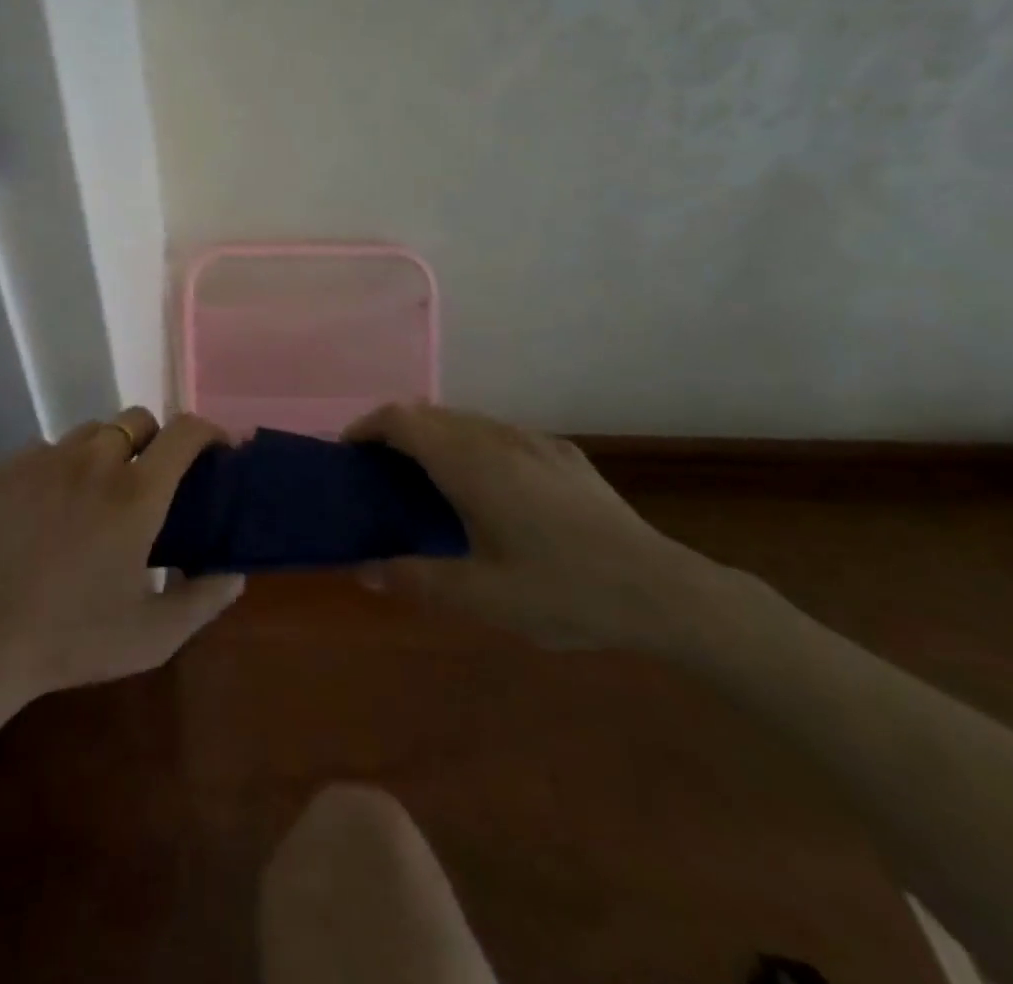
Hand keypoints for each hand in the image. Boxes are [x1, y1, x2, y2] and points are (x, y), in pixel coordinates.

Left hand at [0, 409, 244, 723]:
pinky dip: (65, 465)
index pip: (185, 432)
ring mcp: (47, 459)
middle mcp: (95, 461)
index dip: (209, 432)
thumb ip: (205, 598)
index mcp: (136, 494)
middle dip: (156, 440)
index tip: (217, 452)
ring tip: (100, 493)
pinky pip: (50, 448)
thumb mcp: (152, 636)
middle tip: (153, 481)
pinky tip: (52, 508)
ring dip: (110, 450)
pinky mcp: (9, 467)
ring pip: (93, 431)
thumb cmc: (70, 639)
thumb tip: (235, 570)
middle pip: (138, 419)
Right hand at [343, 404, 716, 650]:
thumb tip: (363, 571)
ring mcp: (534, 441)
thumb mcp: (482, 598)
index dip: (368, 427)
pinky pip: (500, 433)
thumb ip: (416, 579)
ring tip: (428, 480)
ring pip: (466, 420)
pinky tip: (489, 488)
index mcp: (470, 463)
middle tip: (381, 474)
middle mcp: (497, 437)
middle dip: (397, 432)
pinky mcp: (563, 453)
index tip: (350, 452)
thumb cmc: (563, 591)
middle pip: (430, 414)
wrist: (662, 590)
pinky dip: (473, 444)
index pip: (402, 419)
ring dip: (435, 437)